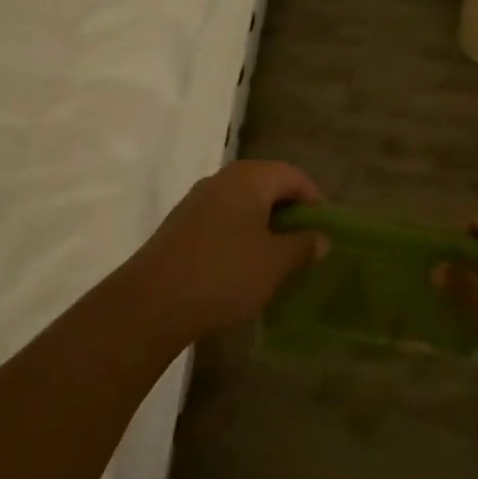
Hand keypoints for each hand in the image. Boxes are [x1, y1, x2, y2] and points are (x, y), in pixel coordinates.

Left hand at [129, 161, 328, 342]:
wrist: (151, 302)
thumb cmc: (224, 274)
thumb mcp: (275, 263)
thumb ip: (303, 246)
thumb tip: (321, 238)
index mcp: (250, 178)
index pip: (294, 176)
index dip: (315, 200)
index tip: (326, 230)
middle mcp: (222, 179)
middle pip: (267, 185)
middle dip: (289, 212)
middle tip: (305, 243)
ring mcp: (197, 201)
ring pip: (243, 204)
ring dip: (264, 225)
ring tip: (277, 257)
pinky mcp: (180, 225)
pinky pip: (222, 220)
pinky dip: (240, 235)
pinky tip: (243, 266)